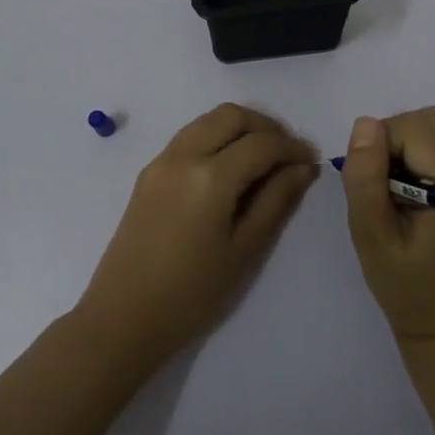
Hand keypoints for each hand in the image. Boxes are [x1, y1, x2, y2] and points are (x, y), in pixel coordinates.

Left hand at [74, 103, 316, 368]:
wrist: (122, 318)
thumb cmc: (192, 294)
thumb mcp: (244, 250)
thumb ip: (276, 201)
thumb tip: (303, 168)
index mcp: (210, 176)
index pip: (261, 143)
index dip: (292, 147)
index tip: (312, 160)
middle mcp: (183, 155)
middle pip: (231, 116)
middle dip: (266, 127)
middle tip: (287, 154)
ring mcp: (161, 161)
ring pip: (207, 120)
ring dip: (239, 128)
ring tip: (262, 158)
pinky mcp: (149, 173)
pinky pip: (189, 136)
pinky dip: (215, 138)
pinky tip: (229, 168)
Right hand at [340, 108, 434, 343]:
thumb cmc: (406, 290)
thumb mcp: (371, 237)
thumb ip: (366, 178)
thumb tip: (366, 124)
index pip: (415, 129)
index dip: (381, 144)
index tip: (370, 182)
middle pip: (433, 120)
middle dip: (396, 138)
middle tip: (380, 182)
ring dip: (410, 145)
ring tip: (397, 190)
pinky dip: (425, 158)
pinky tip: (415, 196)